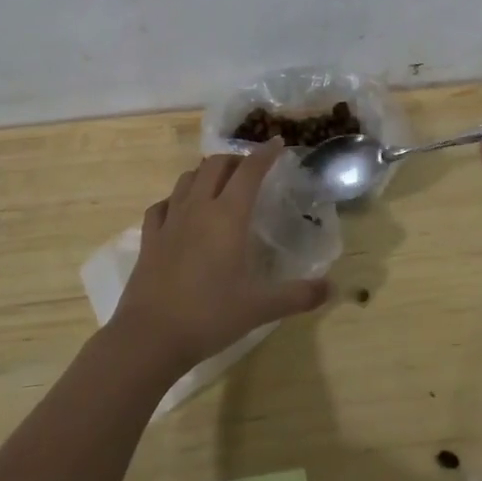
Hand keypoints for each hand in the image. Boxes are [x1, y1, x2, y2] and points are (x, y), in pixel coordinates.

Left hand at [112, 141, 330, 378]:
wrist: (150, 337)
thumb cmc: (210, 315)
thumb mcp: (260, 308)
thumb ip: (298, 296)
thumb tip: (332, 288)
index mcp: (227, 216)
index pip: (249, 171)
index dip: (264, 154)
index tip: (277, 143)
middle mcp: (198, 209)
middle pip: (215, 165)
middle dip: (235, 159)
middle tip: (250, 170)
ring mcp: (169, 221)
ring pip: (187, 179)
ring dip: (205, 173)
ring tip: (218, 184)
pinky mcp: (149, 239)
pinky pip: (161, 205)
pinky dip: (175, 199)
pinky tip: (180, 211)